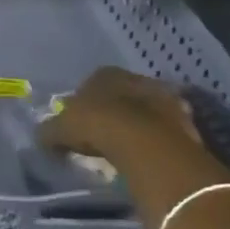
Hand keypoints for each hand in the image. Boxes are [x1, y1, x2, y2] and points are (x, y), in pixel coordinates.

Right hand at [40, 66, 202, 167]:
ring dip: (139, 124)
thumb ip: (49, 132)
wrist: (145, 142)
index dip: (84, 103)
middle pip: (122, 94)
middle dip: (114, 110)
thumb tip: (42, 139)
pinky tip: (149, 154)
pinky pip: (166, 128)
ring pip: (146, 110)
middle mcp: (135, 78)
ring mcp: (164, 97)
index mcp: (104, 74)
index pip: (91, 83)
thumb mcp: (59, 130)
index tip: (80, 123)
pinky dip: (158, 139)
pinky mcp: (186, 119)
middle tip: (104, 134)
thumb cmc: (96, 126)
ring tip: (128, 147)